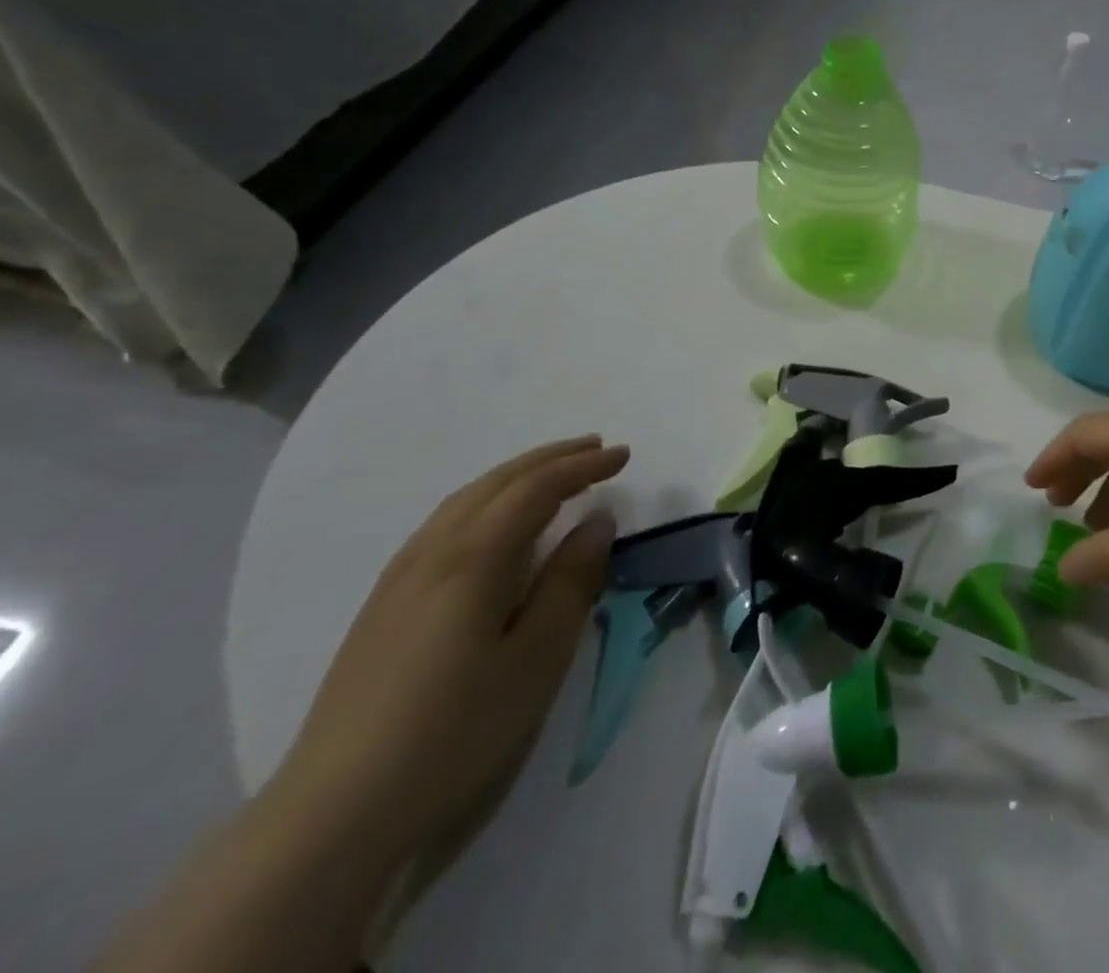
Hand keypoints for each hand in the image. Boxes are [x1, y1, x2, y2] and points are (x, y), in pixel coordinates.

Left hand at [273, 437, 626, 865]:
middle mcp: (433, 551)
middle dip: (550, 459)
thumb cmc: (456, 728)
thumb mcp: (537, 657)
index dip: (584, 466)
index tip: (624, 454)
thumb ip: (571, 581)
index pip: (537, 488)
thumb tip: (598, 521)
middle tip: (596, 448)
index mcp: (474, 557)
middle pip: (497, 483)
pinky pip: (444, 523)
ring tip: (552, 474)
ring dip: (516, 476)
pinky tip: (492, 523)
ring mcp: (399, 577)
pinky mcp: (382, 605)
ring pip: (464, 499)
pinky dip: (484, 501)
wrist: (336, 810)